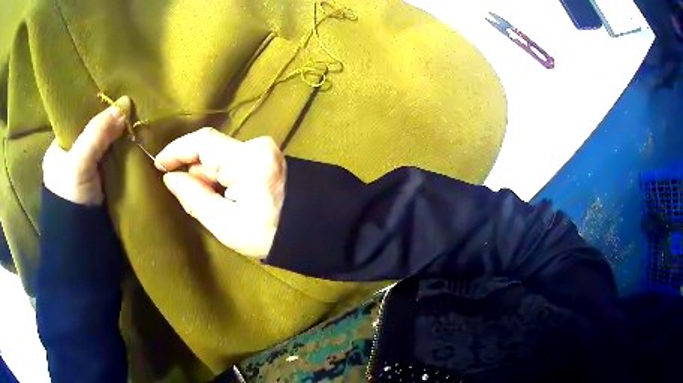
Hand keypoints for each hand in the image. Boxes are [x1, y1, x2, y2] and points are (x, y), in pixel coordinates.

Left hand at [42, 96, 129, 205]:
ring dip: (118, 143)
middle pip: (93, 135)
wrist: (82, 249)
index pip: (78, 121)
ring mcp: (86, 177)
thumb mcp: (79, 162)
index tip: (116, 102)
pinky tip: (134, 148)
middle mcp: (71, 161)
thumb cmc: (70, 201)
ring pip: (104, 151)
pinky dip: (122, 159)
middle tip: (131, 113)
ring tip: (136, 127)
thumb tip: (125, 102)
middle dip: (110, 127)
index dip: (96, 111)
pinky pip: (112, 166)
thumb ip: (97, 133)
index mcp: (58, 151)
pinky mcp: (100, 190)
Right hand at [155, 128, 285, 258]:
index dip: (177, 150)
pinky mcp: (266, 155)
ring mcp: (264, 148)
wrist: (309, 231)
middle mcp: (257, 146)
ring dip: (208, 176)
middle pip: (211, 150)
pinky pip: (232, 159)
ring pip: (220, 155)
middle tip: (192, 198)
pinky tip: (225, 195)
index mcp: (249, 161)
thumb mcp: (226, 225)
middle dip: (194, 171)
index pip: (203, 142)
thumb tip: (170, 178)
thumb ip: (194, 199)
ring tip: (217, 203)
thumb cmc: (268, 235)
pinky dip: (221, 175)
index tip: (158, 164)